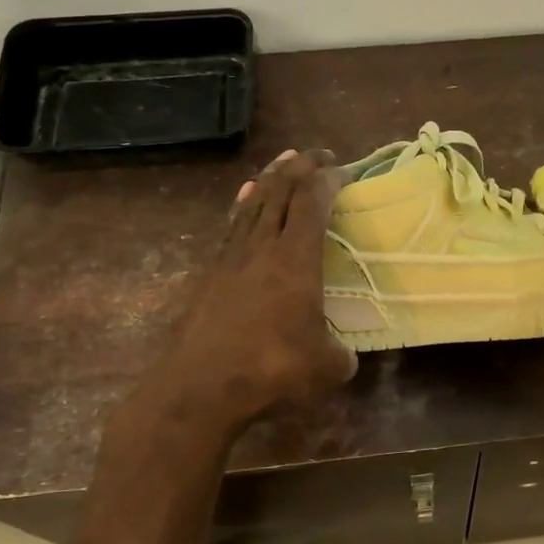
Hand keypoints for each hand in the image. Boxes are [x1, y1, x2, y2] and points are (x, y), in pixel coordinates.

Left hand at [127, 149, 356, 434]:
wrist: (200, 388)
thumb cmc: (272, 370)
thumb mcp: (328, 368)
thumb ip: (341, 354)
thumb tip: (343, 354)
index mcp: (296, 260)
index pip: (313, 202)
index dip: (329, 179)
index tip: (343, 169)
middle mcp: (262, 247)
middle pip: (280, 192)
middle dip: (300, 167)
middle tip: (317, 155)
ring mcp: (230, 258)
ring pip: (252, 203)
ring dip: (270, 179)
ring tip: (283, 163)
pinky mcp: (208, 275)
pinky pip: (232, 225)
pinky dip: (244, 205)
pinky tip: (245, 199)